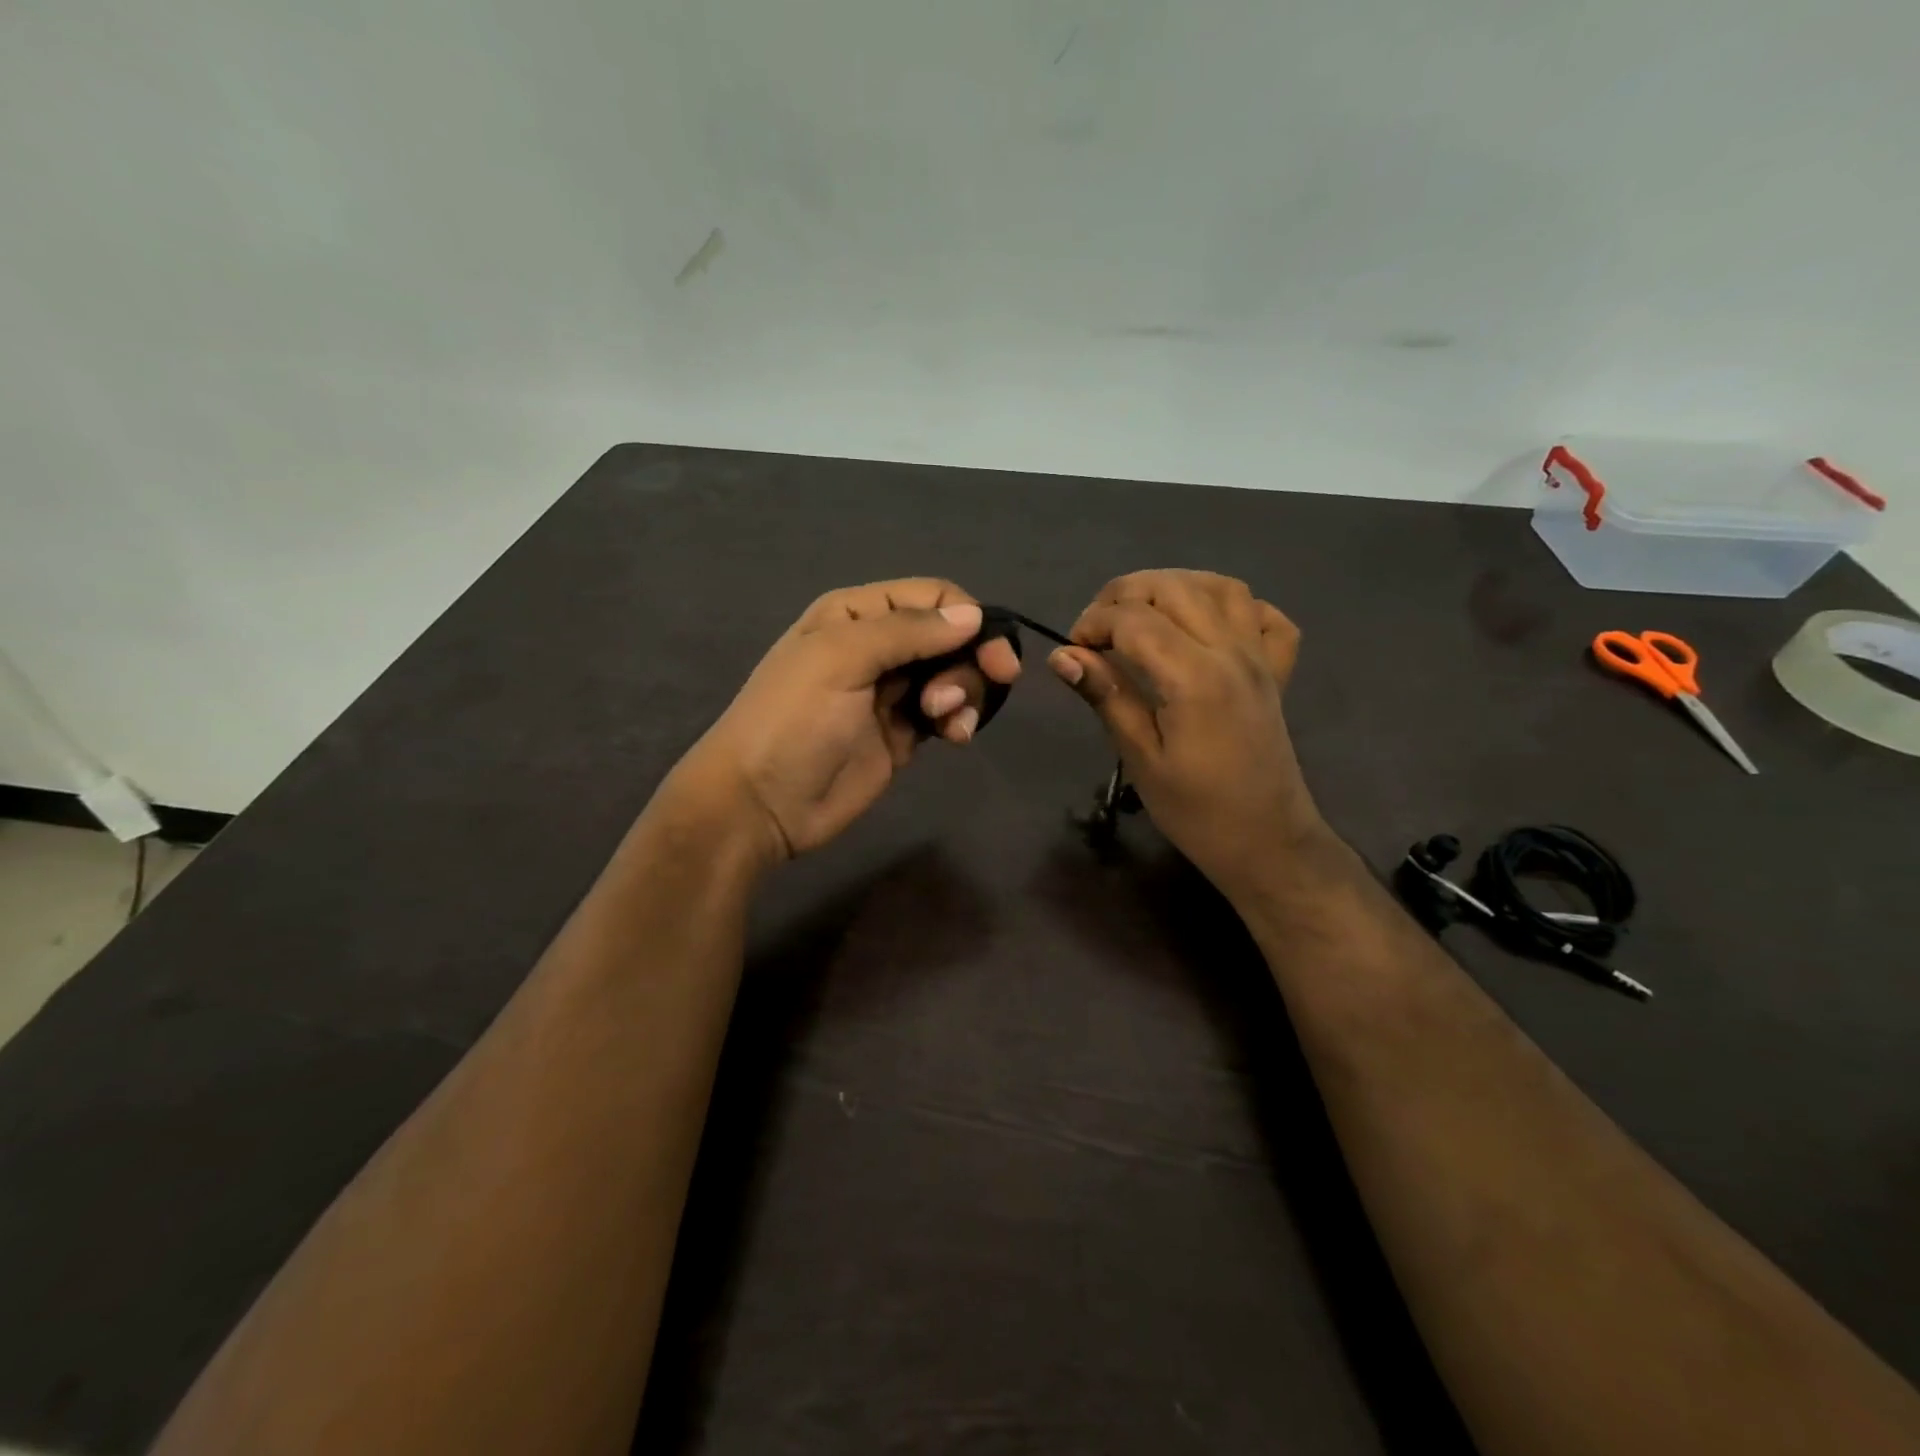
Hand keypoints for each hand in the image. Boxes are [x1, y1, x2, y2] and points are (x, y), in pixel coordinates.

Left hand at [668, 579, 1021, 862]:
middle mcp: (877, 646)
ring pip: (954, 674)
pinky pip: (946, 713)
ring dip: (965, 692)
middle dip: (971, 659)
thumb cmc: (793, 720)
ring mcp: (891, 692)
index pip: (932, 597)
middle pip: (950, 636)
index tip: (993, 654)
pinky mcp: (902, 733)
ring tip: (945, 719)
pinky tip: (955, 736)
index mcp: (857, 614)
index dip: (969, 619)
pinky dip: (960, 719)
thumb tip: (973, 615)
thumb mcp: (841, 658)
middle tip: (985, 686)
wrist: (762, 803)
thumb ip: (907, 631)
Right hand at [1047, 570, 1325, 895]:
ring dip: (1175, 586)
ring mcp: (1260, 658)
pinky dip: (1235, 606)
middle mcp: (1231, 652)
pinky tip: (1206, 625)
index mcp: (1193, 677)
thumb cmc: (1195, 810)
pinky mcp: (1277, 671)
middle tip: (1098, 628)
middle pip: (1174, 588)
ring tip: (1143, 612)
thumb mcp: (1140, 757)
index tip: (1073, 649)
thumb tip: (1062, 656)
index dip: (1093, 623)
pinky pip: (1265, 616)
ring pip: (1221, 587)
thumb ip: (1106, 696)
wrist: (1266, 842)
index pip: (1134, 619)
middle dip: (1125, 594)